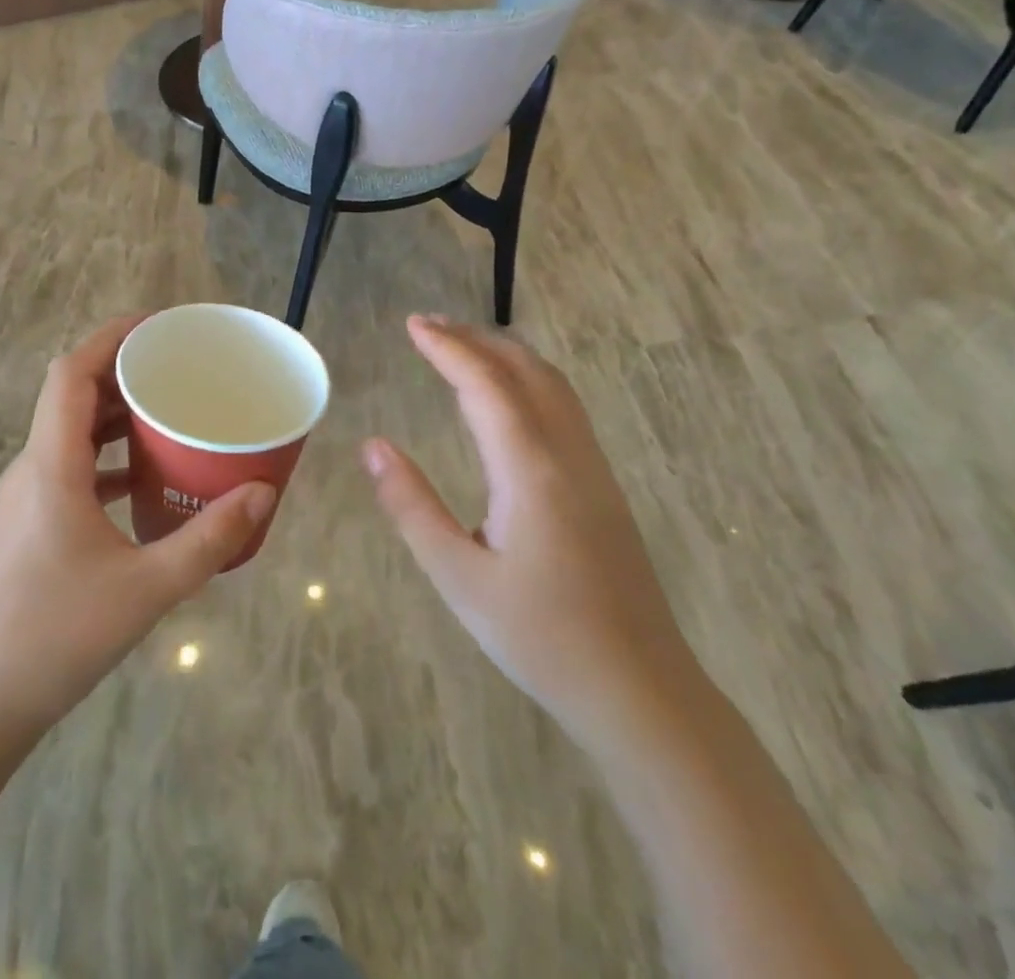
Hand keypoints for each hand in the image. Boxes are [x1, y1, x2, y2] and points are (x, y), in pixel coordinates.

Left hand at [0, 315, 275, 734]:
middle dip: (125, 372)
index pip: (71, 372)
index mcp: (51, 465)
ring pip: (72, 432)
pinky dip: (107, 458)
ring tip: (171, 414)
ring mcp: (26, 497)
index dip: (111, 337)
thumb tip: (263, 494)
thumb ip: (209, 541)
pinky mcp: (28, 524)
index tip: (158, 327)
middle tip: (180, 369)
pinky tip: (145, 480)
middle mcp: (32, 468)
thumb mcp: (146, 589)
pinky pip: (71, 467)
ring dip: (116, 416)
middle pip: (73, 395)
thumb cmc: (54, 638)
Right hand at [363, 316, 697, 737]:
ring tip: (463, 348)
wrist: (640, 690)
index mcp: (531, 469)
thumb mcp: (459, 577)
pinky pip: (564, 408)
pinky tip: (508, 400)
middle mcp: (568, 454)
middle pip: (525, 370)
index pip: (485, 385)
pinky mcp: (604, 487)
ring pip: (552, 385)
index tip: (412, 325)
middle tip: (429, 326)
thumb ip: (412, 506)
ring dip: (506, 355)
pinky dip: (528, 380)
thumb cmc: (541, 637)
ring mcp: (594, 468)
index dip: (447, 348)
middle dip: (476, 339)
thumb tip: (373, 446)